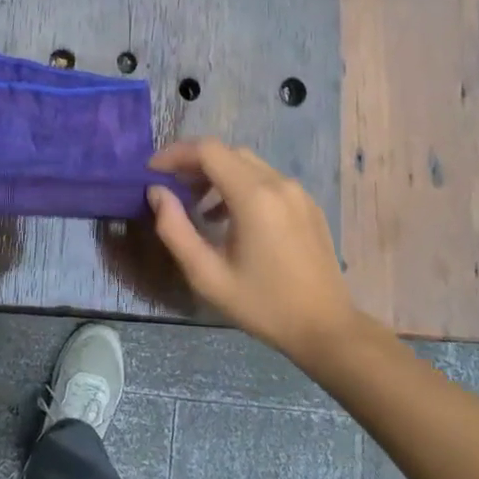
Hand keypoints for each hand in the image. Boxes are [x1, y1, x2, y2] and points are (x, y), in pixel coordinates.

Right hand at [148, 139, 360, 363]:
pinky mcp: (307, 204)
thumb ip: (175, 229)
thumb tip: (156, 193)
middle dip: (193, 163)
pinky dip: (240, 184)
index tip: (152, 171)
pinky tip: (230, 217)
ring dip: (216, 174)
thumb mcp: (207, 275)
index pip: (207, 150)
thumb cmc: (262, 305)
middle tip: (170, 188)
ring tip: (197, 205)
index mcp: (254, 196)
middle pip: (227, 152)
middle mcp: (278, 183)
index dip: (175, 154)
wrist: (326, 328)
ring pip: (247, 163)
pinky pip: (266, 179)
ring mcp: (297, 191)